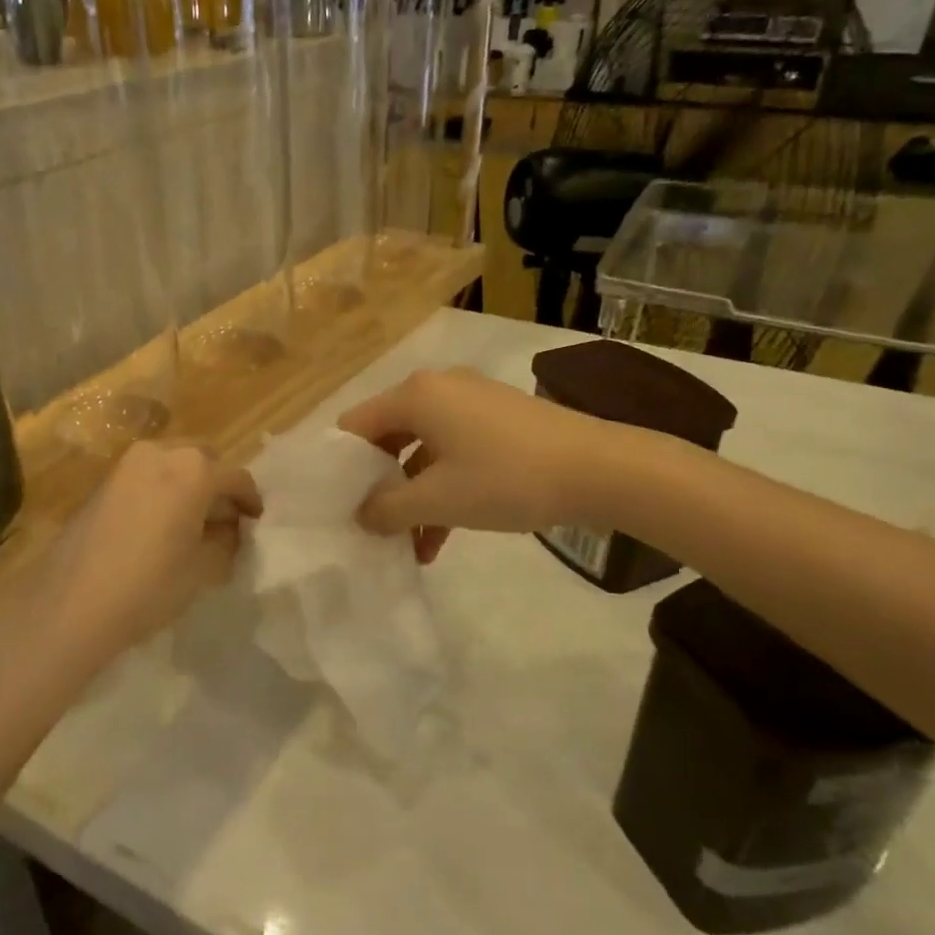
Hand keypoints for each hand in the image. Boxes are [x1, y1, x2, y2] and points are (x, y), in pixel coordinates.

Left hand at [35, 441, 261, 654]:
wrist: (71, 604)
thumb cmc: (149, 585)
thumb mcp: (204, 568)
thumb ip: (226, 540)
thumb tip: (227, 527)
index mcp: (194, 469)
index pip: (237, 477)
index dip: (251, 500)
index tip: (255, 521)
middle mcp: (161, 452)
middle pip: (204, 459)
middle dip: (218, 484)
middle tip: (223, 519)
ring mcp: (127, 464)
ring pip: (173, 463)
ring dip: (189, 485)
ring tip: (191, 522)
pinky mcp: (104, 481)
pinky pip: (147, 476)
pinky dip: (162, 490)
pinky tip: (160, 525)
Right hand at [338, 367, 599, 562]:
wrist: (598, 469)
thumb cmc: (506, 478)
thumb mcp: (438, 499)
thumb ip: (387, 508)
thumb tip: (361, 515)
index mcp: (415, 395)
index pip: (355, 425)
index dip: (340, 466)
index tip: (335, 506)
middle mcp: (438, 388)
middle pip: (387, 438)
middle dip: (377, 486)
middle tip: (368, 527)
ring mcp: (471, 403)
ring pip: (422, 451)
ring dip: (412, 497)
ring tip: (405, 546)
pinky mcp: (497, 422)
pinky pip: (453, 453)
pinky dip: (442, 489)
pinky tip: (439, 539)